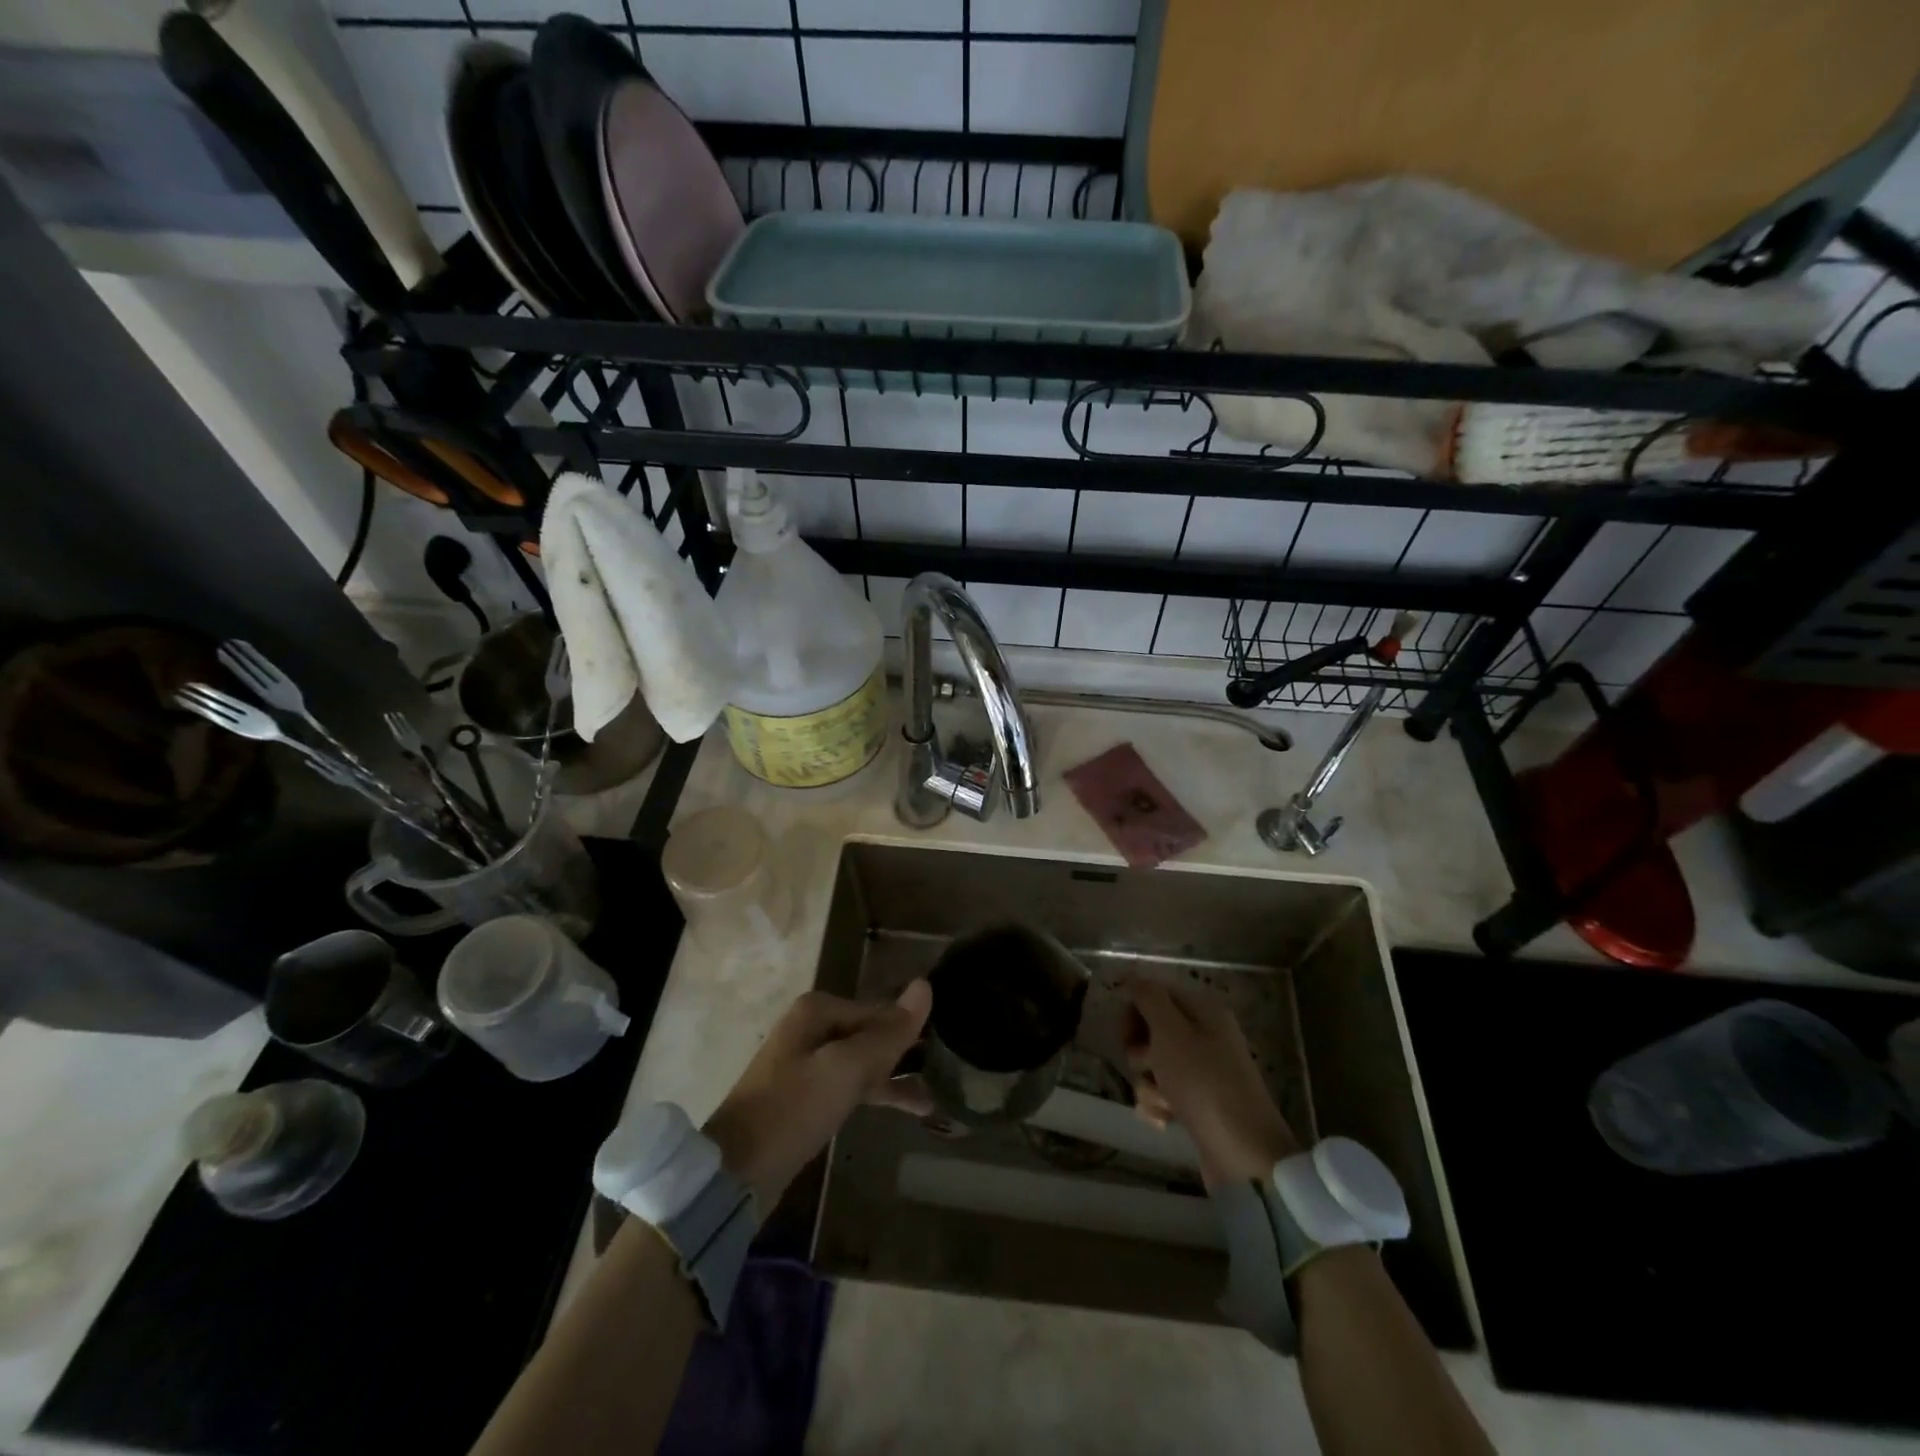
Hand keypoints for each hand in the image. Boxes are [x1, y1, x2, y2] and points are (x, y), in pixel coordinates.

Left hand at [704, 981, 931, 1215]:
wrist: (736, 1172)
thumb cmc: (793, 1109)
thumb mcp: (847, 1069)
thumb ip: (888, 1033)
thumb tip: (925, 985)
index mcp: (818, 1010)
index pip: (879, 1011)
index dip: (908, 1032)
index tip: (943, 1053)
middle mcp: (812, 1027)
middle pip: (871, 1034)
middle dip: (904, 1055)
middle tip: (945, 1074)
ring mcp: (807, 1062)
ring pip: (864, 1061)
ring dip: (895, 1078)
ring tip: (932, 1099)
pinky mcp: (807, 1094)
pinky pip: (852, 1084)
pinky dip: (877, 1094)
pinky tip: (907, 1108)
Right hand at [1121, 978, 1299, 1186]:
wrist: (1243, 1155)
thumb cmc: (1204, 1084)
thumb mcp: (1171, 1032)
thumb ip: (1148, 998)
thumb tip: (1132, 976)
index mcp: (1204, 1010)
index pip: (1156, 992)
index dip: (1134, 1008)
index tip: (1123, 1031)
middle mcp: (1205, 1035)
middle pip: (1152, 1029)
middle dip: (1139, 1050)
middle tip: (1146, 1064)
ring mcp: (1202, 1071)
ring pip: (1153, 1064)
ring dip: (1148, 1082)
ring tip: (1163, 1101)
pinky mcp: (1197, 1103)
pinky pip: (1163, 1093)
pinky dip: (1158, 1105)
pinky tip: (1165, 1120)